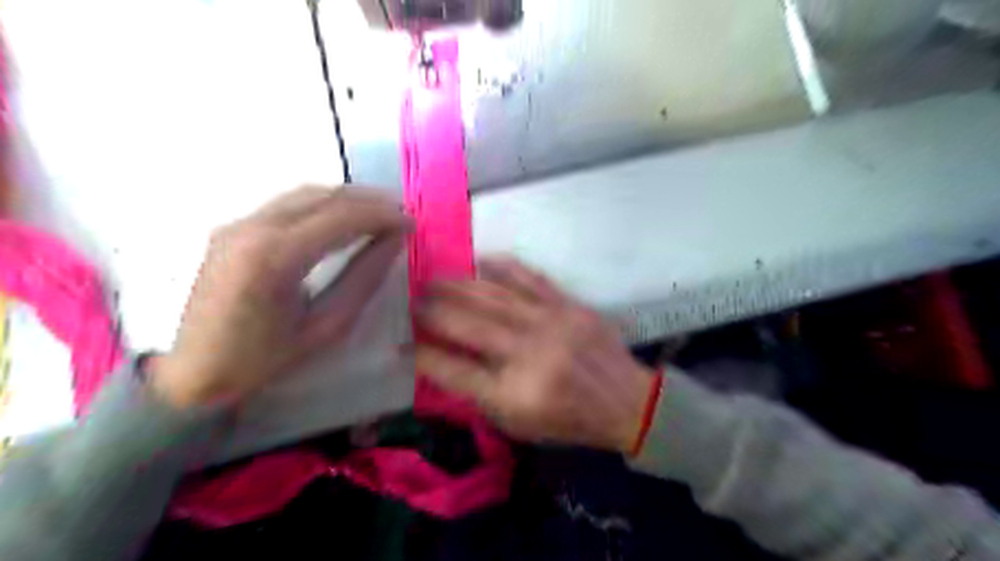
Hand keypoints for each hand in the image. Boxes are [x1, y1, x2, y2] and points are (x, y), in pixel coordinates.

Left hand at [151, 187, 409, 410]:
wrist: (191, 374)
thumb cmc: (263, 360)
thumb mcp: (326, 327)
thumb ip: (363, 279)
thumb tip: (393, 241)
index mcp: (275, 257)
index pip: (341, 216)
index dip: (383, 214)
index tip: (411, 222)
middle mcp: (253, 227)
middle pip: (324, 196)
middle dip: (370, 200)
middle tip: (401, 213)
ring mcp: (237, 223)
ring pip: (305, 192)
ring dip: (347, 198)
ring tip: (379, 212)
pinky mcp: (232, 227)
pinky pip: (287, 203)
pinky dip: (323, 203)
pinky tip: (342, 216)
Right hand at [414, 257, 656, 453]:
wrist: (625, 400)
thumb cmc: (568, 420)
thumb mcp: (518, 423)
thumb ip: (479, 393)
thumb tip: (442, 361)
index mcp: (514, 393)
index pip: (454, 371)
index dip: (422, 355)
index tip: (401, 341)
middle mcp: (528, 355)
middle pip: (469, 325)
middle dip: (433, 310)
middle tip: (411, 297)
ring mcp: (550, 324)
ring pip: (494, 296)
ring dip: (458, 285)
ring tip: (433, 276)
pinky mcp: (568, 305)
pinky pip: (530, 278)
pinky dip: (502, 266)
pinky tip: (480, 259)